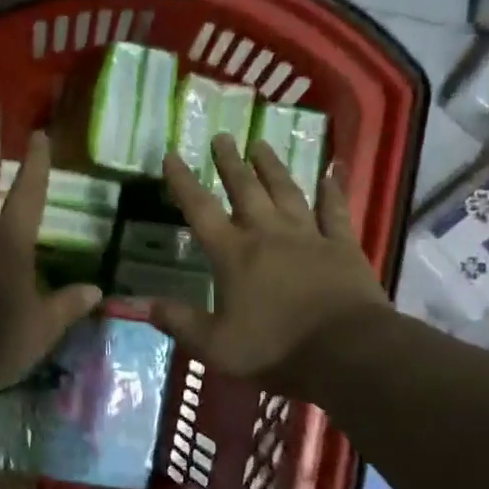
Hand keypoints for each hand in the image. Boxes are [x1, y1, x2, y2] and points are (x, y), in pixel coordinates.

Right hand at [151, 134, 386, 382]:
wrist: (348, 351)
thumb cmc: (276, 348)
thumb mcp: (215, 345)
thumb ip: (178, 322)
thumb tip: (140, 304)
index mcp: (233, 254)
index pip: (200, 210)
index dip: (183, 182)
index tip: (172, 154)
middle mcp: (267, 234)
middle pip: (245, 190)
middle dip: (230, 163)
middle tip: (222, 136)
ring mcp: (308, 236)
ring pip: (286, 192)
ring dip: (272, 167)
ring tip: (261, 144)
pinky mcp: (343, 246)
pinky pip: (336, 211)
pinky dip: (334, 190)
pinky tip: (333, 170)